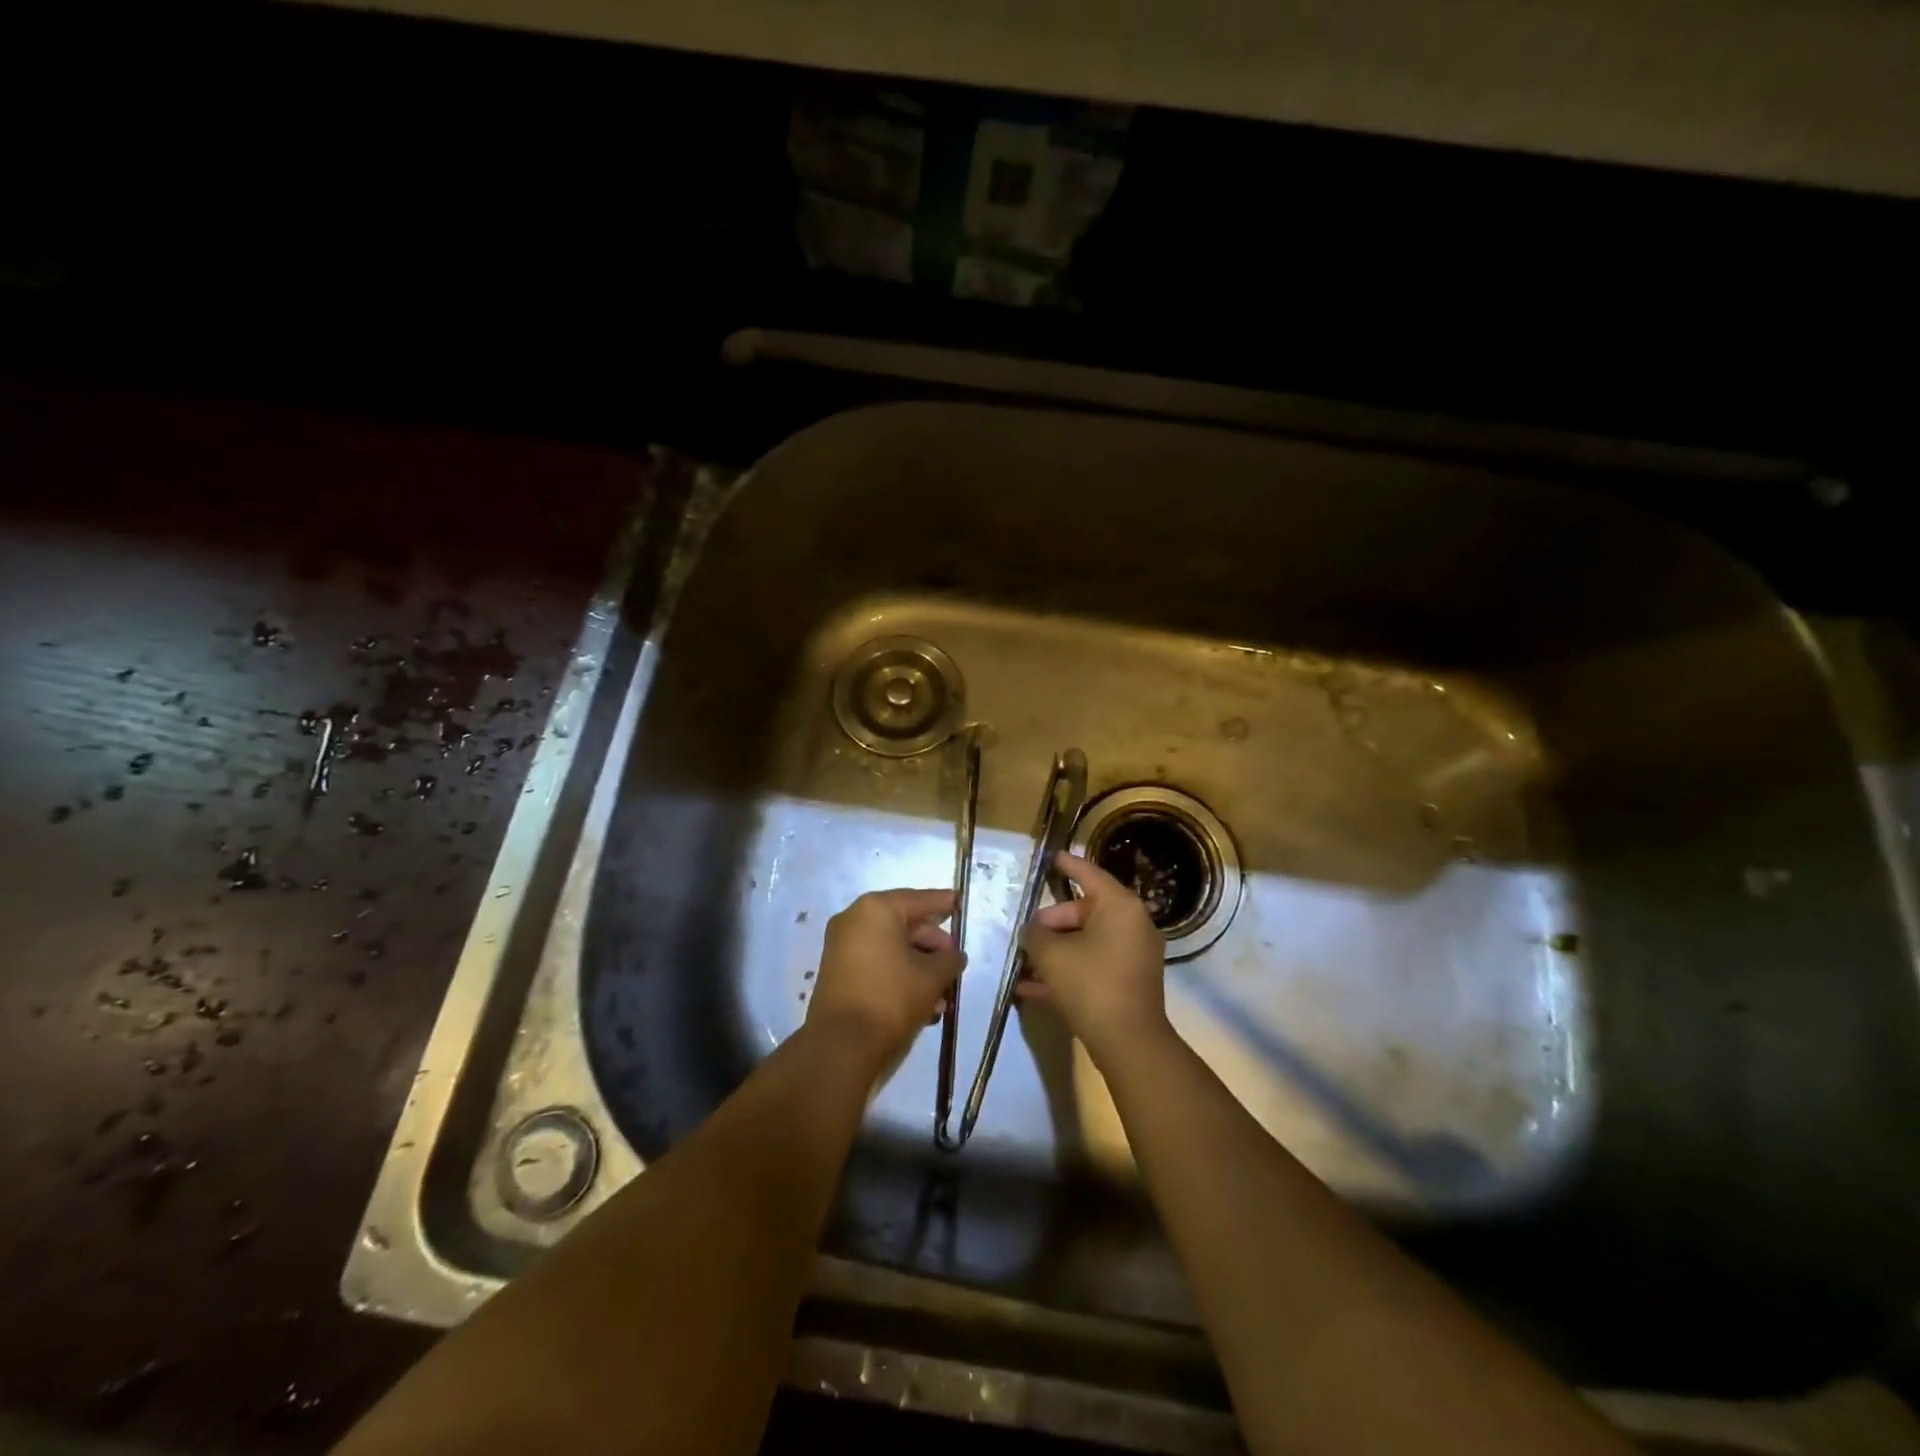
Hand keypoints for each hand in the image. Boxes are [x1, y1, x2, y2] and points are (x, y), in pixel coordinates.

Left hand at [807, 888, 964, 1072]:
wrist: (841, 1047)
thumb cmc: (891, 998)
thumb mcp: (932, 977)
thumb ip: (950, 959)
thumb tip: (953, 955)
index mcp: (876, 910)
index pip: (919, 899)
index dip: (943, 902)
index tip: (961, 902)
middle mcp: (854, 920)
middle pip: (905, 924)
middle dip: (934, 947)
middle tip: (955, 964)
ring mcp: (842, 947)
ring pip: (892, 948)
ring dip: (920, 968)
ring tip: (944, 997)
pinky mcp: (838, 973)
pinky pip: (877, 964)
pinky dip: (900, 976)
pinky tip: (924, 1004)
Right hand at [1018, 852, 1168, 1067]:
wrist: (1129, 1043)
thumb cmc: (1091, 984)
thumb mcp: (1052, 955)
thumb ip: (1036, 935)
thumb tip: (1033, 931)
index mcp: (1120, 906)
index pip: (1089, 874)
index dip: (1067, 865)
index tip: (1051, 856)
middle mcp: (1132, 925)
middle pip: (1084, 912)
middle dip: (1050, 924)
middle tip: (1025, 935)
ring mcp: (1132, 956)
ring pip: (1085, 943)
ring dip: (1054, 952)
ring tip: (1021, 961)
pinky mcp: (1127, 983)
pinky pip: (1091, 967)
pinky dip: (1066, 973)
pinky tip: (1029, 989)